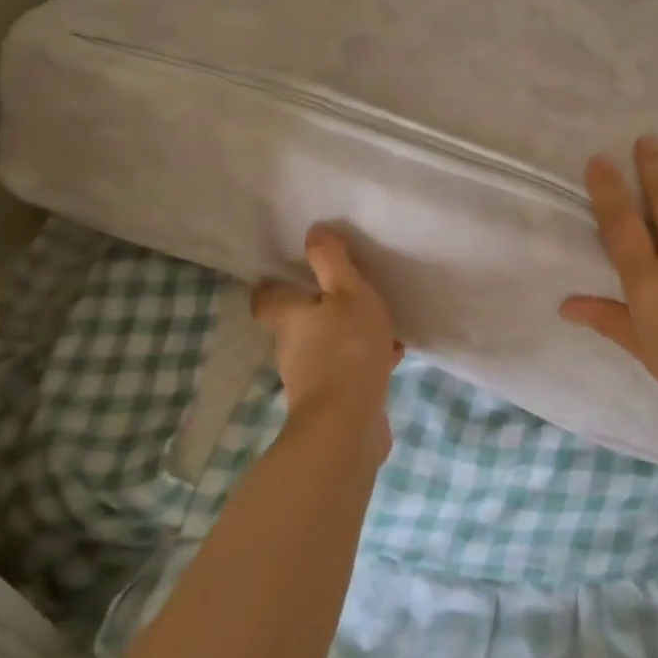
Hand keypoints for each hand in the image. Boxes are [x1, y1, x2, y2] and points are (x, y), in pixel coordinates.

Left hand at [252, 226, 402, 455]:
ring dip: (347, 335)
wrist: (347, 426)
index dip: (274, 285)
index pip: (266, 298)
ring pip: (327, 346)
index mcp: (289, 318)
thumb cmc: (346, 349)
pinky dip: (364, 361)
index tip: (291, 272)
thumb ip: (332, 262)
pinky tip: (391, 356)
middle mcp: (292, 348)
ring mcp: (311, 378)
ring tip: (379, 325)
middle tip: (346, 293)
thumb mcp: (348, 293)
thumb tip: (313, 231)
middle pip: (298, 323)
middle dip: (320, 310)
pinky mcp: (334, 401)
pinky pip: (348, 370)